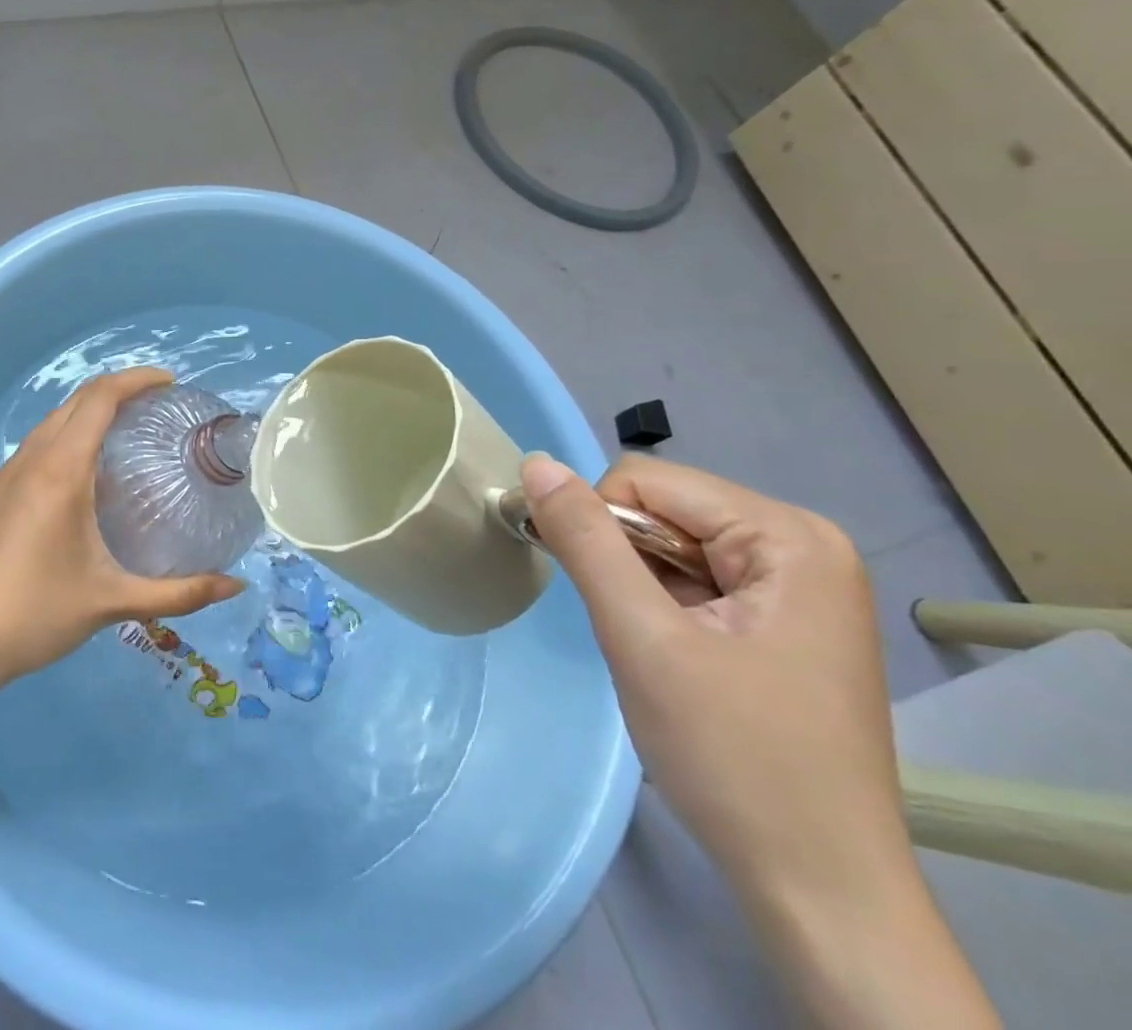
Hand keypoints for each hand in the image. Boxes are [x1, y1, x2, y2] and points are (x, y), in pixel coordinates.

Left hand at [0, 367, 244, 687]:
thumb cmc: (36, 613)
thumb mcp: (113, 602)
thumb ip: (179, 593)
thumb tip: (236, 585)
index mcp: (62, 470)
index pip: (101, 398)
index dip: (137, 380)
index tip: (170, 383)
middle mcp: (32, 459)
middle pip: (77, 401)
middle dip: (119, 390)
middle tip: (158, 406)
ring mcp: (7, 474)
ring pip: (53, 421)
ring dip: (90, 412)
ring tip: (127, 433)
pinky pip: (37, 445)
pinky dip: (68, 436)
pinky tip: (84, 474)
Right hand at [521, 453, 998, 1028]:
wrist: (820, 892)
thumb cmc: (734, 757)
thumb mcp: (642, 638)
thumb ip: (585, 540)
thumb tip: (536, 463)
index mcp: (789, 536)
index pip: (646, 481)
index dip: (603, 529)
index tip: (606, 600)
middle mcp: (805, 545)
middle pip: (664, 509)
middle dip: (627, 561)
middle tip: (636, 634)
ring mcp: (802, 584)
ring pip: (673, 544)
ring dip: (643, 587)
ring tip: (659, 653)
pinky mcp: (788, 619)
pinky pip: (697, 578)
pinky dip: (665, 608)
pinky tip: (680, 661)